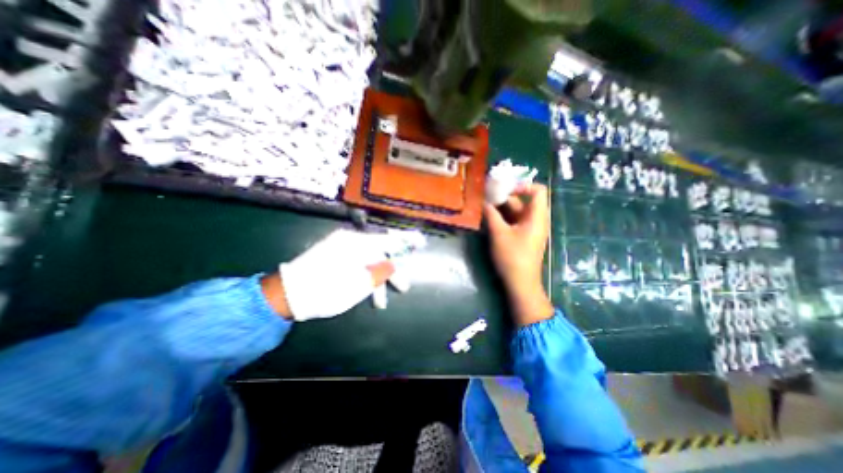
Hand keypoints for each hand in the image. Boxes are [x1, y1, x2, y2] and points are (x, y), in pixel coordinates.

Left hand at [263, 229, 421, 321]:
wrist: (287, 294)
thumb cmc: (325, 289)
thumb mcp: (357, 284)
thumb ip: (379, 272)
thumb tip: (391, 264)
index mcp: (357, 243)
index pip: (389, 239)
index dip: (406, 241)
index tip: (420, 241)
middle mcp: (350, 242)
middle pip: (380, 252)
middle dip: (392, 271)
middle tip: (403, 287)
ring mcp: (341, 249)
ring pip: (369, 261)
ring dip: (377, 280)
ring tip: (381, 301)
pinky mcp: (335, 258)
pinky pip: (358, 264)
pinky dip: (364, 278)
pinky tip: (367, 293)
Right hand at [484, 182, 557, 324]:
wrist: (521, 283)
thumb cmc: (512, 257)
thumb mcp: (499, 233)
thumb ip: (491, 215)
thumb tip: (485, 202)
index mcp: (537, 217)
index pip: (538, 191)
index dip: (522, 186)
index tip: (504, 189)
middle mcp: (536, 220)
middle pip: (523, 201)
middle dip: (505, 197)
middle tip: (487, 196)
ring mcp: (530, 229)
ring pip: (517, 212)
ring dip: (502, 208)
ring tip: (485, 206)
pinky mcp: (523, 237)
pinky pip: (514, 221)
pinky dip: (503, 218)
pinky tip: (489, 219)